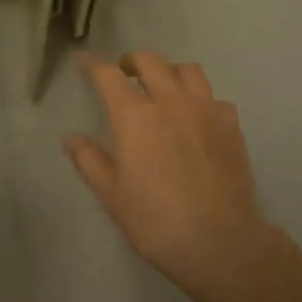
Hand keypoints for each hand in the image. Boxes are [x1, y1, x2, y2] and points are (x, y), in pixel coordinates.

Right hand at [65, 51, 267, 296]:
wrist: (219, 242)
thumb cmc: (155, 220)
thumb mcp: (111, 194)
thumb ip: (89, 160)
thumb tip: (70, 138)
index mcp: (134, 115)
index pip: (108, 75)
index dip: (94, 65)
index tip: (84, 60)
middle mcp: (170, 101)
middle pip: (150, 61)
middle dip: (133, 61)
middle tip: (125, 73)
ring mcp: (205, 110)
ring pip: (188, 70)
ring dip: (170, 72)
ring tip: (165, 88)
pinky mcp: (231, 126)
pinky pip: (215, 99)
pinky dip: (203, 101)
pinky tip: (199, 119)